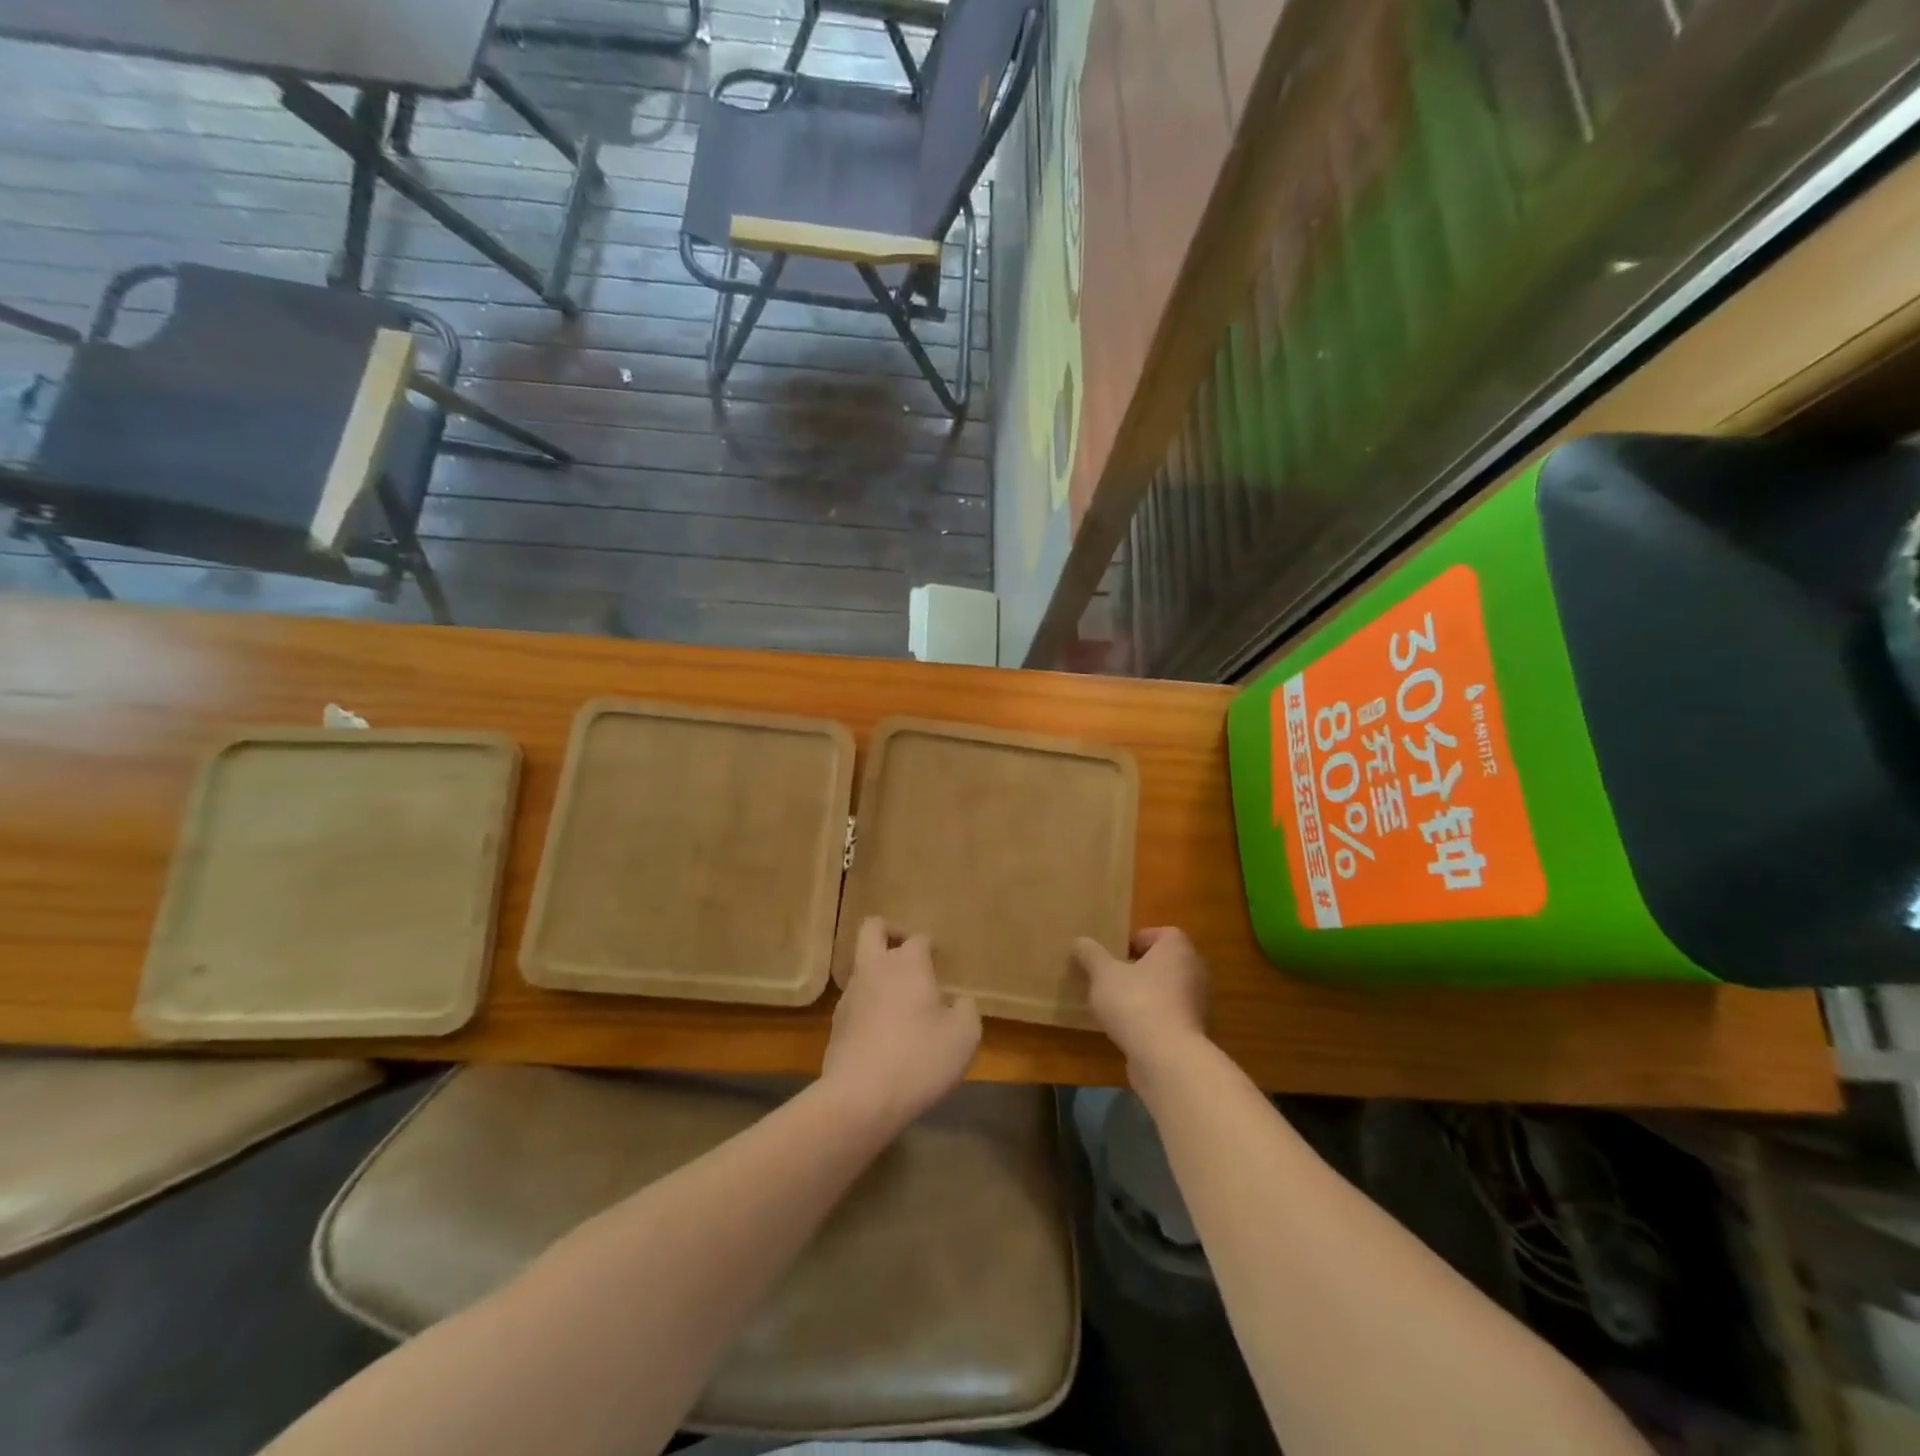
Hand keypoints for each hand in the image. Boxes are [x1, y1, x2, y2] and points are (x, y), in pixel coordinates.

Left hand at [823, 918, 981, 1129]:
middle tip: (909, 953)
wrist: (860, 1098)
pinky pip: (856, 1001)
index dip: (930, 945)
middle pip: (872, 929)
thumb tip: (959, 1002)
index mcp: (907, 964)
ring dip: (879, 973)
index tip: (940, 960)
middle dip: (890, 932)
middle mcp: (874, 969)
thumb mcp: (964, 1036)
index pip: (918, 938)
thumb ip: (966, 1010)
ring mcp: (850, 996)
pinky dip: (870, 1005)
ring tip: (901, 1002)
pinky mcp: (836, 1025)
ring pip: (861, 967)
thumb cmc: (919, 1058)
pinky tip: (886, 1032)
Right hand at [1073, 927, 1210, 1082]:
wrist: (1167, 1059)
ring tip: (1116, 1004)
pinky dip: (1152, 1018)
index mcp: (1177, 949)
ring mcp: (1197, 1004)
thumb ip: (1092, 955)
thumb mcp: (1103, 974)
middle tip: (1113, 976)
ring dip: (1145, 994)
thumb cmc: (1136, 1003)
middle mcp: (1194, 971)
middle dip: (1139, 968)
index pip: (1162, 933)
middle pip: (1164, 962)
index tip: (1116, 953)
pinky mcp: (1193, 1032)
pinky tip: (1129, 1029)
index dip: (1138, 939)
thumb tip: (1081, 942)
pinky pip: (1169, 1015)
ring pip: (1167, 990)